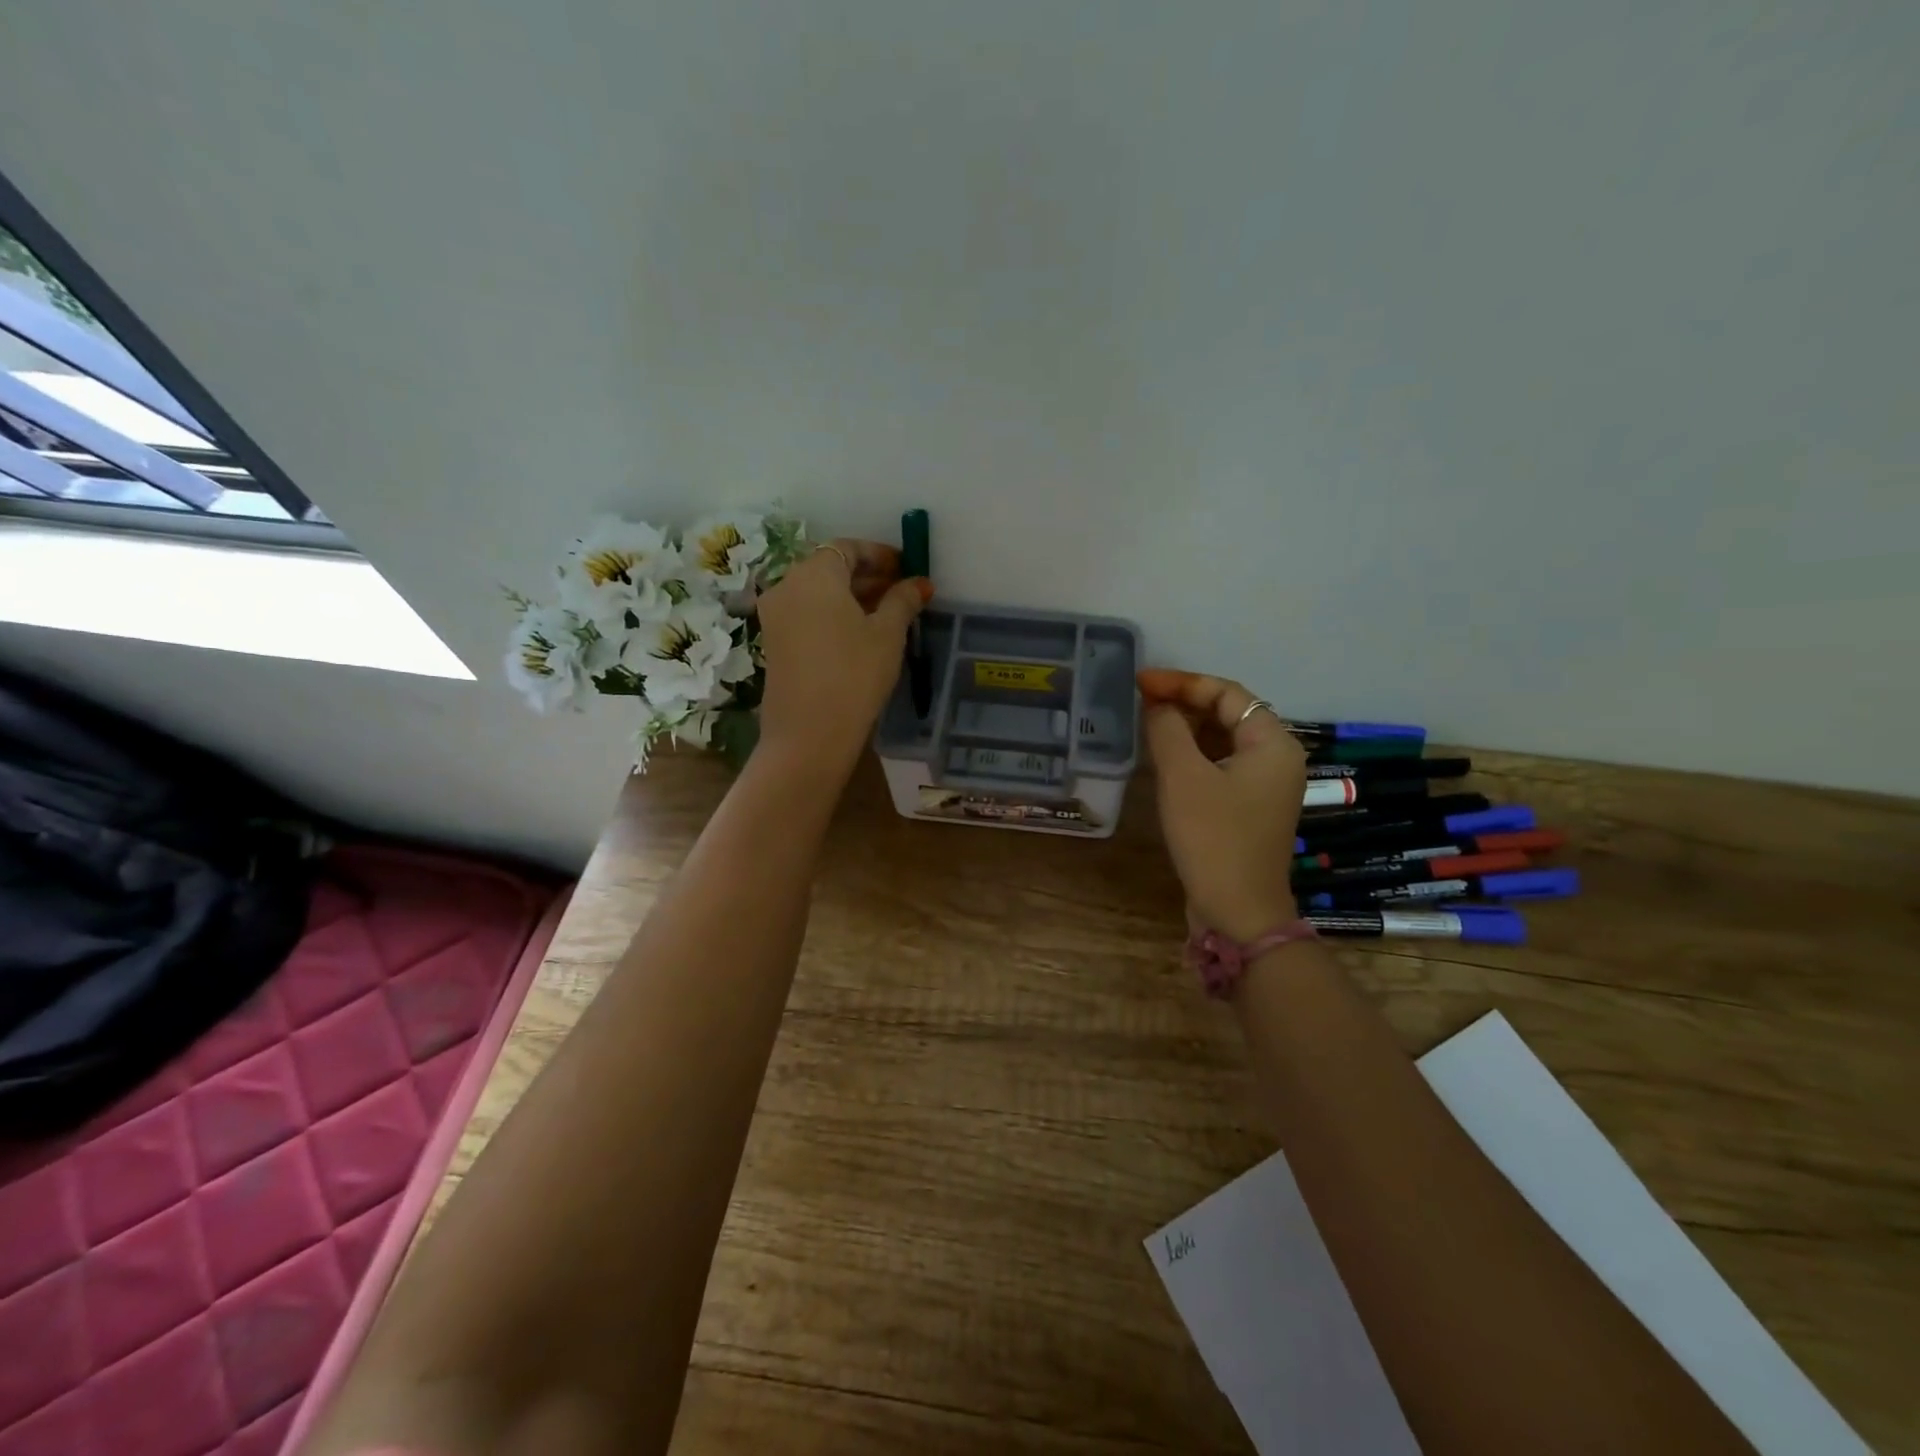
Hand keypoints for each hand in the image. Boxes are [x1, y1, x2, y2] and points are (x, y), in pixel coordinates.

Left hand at [756, 539, 931, 770]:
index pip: (847, 548)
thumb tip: (919, 582)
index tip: (906, 569)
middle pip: (829, 568)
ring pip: (817, 593)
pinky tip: (858, 635)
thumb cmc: (854, 674)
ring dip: (850, 597)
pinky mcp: (773, 642)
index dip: (879, 555)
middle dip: (866, 576)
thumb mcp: (887, 634)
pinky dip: (832, 614)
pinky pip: (806, 614)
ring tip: (885, 615)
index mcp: (814, 575)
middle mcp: (787, 586)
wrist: (809, 733)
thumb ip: (903, 600)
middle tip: (901, 592)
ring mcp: (775, 616)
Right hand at [1139, 669, 1307, 942]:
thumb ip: (1168, 729)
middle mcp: (1277, 758)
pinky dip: (1193, 755)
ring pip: (1223, 740)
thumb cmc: (1213, 837)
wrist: (1238, 911)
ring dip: (1186, 728)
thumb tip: (1157, 705)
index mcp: (1273, 742)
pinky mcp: (1249, 807)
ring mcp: (1265, 785)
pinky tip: (1163, 757)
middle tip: (1139, 700)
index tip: (1140, 682)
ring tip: (1146, 723)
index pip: (1227, 693)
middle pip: (1229, 713)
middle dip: (1184, 703)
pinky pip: (1220, 765)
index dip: (1182, 682)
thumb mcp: (1183, 777)